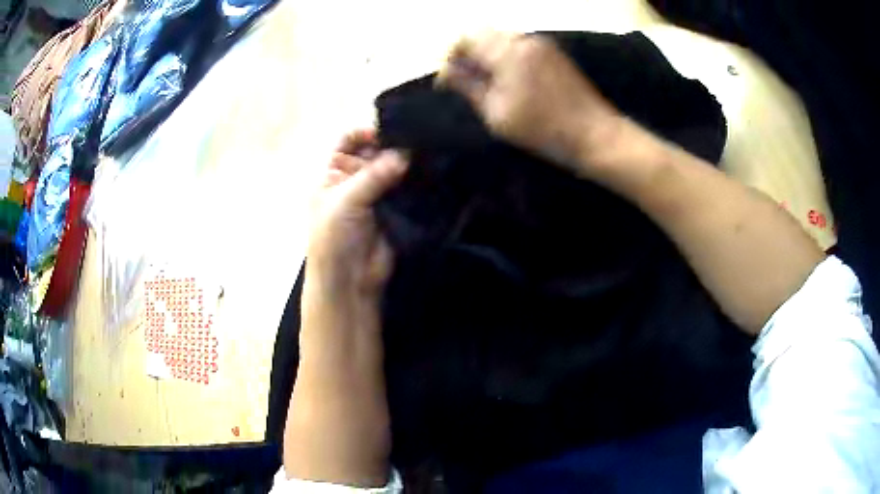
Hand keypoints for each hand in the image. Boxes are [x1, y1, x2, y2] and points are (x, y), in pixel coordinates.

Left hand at [285, 130, 403, 487]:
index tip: (390, 133)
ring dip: (409, 163)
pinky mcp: (396, 211)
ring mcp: (376, 196)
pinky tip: (435, 174)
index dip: (366, 133)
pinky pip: (408, 191)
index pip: (348, 141)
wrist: (348, 282)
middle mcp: (354, 180)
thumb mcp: (344, 202)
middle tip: (421, 139)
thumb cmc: (332, 239)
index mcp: (333, 175)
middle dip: (394, 146)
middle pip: (375, 153)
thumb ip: (373, 176)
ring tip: (432, 153)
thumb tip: (404, 154)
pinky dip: (419, 182)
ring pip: (394, 170)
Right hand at [437, 32, 621, 173]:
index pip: (466, 37)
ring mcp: (542, 43)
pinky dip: (506, 57)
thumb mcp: (497, 114)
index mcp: (508, 51)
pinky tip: (509, 81)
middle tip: (465, 81)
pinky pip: (519, 45)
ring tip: (486, 84)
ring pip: (501, 38)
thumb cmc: (543, 130)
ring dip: (487, 55)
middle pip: (483, 33)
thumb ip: (468, 86)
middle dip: (468, 53)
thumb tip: (446, 72)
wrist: (595, 134)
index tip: (448, 79)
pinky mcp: (553, 52)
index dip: (451, 55)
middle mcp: (524, 39)